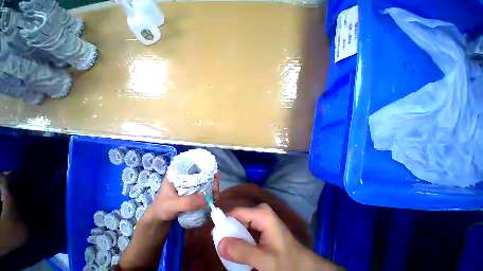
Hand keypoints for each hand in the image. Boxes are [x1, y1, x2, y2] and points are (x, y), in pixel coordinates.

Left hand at [147, 174, 219, 221]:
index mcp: (179, 172)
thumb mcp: (172, 205)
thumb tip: (207, 198)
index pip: (196, 164)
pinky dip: (210, 192)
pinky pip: (204, 188)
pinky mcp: (193, 191)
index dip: (207, 167)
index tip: (214, 176)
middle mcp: (187, 175)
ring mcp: (190, 183)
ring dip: (213, 187)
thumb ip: (188, 202)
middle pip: (204, 172)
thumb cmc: (162, 208)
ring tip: (215, 196)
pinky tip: (212, 199)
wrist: (159, 219)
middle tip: (216, 190)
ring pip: (206, 180)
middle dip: (212, 179)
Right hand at [218, 203, 329, 270]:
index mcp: (261, 213)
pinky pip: (246, 227)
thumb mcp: (263, 260)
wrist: (301, 266)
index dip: (224, 222)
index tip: (214, 236)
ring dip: (234, 235)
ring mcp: (261, 216)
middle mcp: (260, 210)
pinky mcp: (262, 223)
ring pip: (241, 222)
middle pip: (238, 217)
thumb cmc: (286, 262)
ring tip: (229, 248)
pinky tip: (240, 247)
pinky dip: (240, 237)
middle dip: (229, 230)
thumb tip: (219, 243)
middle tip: (221, 246)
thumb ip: (241, 251)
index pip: (236, 212)